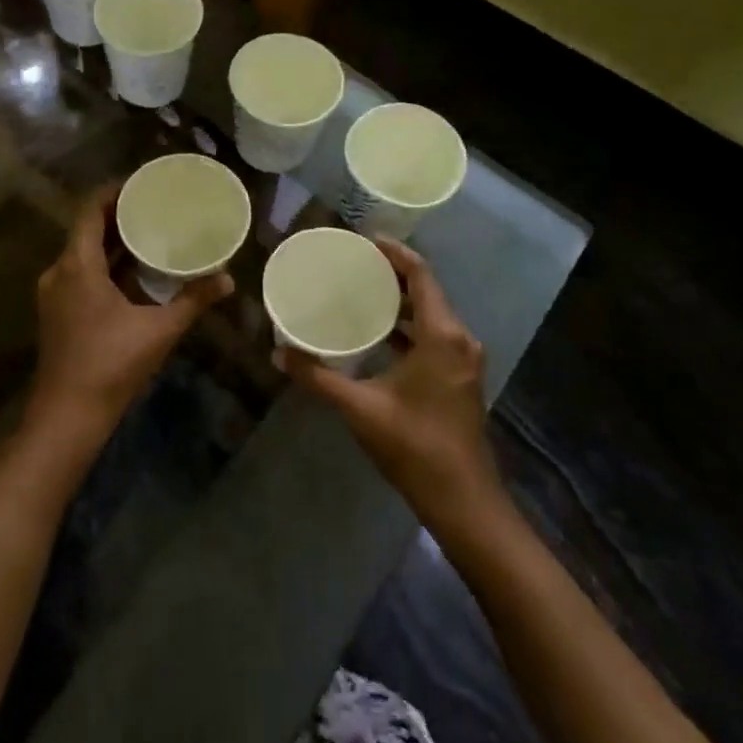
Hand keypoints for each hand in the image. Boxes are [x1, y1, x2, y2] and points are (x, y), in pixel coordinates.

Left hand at [28, 182, 233, 456]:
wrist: (67, 418)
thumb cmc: (110, 366)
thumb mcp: (158, 330)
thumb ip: (193, 300)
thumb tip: (227, 279)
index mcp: (77, 265)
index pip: (90, 209)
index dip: (114, 191)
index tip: (143, 183)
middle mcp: (59, 272)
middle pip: (87, 228)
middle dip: (119, 214)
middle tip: (155, 204)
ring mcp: (55, 294)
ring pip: (84, 253)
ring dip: (113, 241)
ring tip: (149, 231)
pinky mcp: (58, 312)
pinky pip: (82, 273)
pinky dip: (106, 264)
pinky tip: (134, 271)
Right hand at [279, 240, 499, 529]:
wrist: (463, 501)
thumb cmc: (414, 445)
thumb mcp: (360, 408)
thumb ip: (318, 376)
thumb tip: (278, 354)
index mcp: (443, 335)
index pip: (421, 275)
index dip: (395, 253)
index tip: (364, 241)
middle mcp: (460, 339)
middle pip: (427, 291)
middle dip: (392, 275)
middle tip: (354, 265)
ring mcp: (464, 360)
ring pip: (432, 315)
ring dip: (400, 302)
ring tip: (361, 293)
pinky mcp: (461, 378)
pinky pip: (435, 336)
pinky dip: (409, 327)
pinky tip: (379, 334)